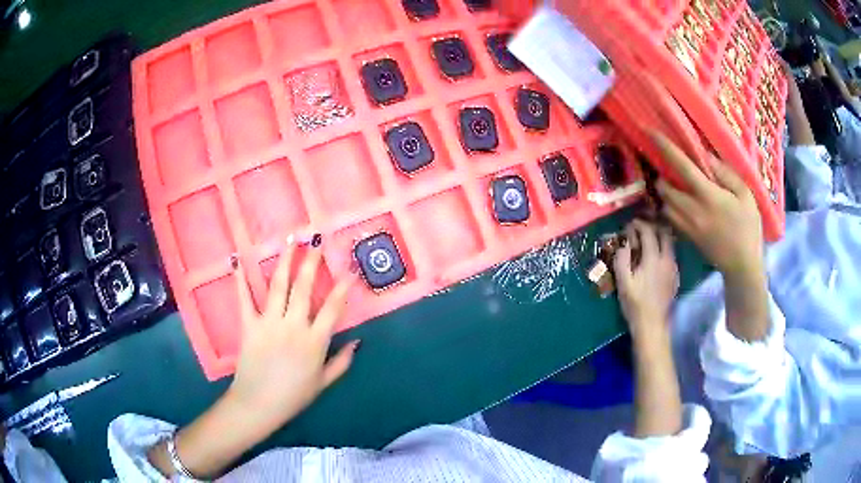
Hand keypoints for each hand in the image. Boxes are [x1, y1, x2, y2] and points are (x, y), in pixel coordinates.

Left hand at [228, 240, 358, 430]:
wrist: (259, 404)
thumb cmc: (293, 396)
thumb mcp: (323, 383)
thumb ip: (342, 362)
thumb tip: (357, 342)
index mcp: (314, 342)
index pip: (333, 309)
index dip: (343, 288)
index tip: (349, 270)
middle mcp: (293, 326)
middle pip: (304, 288)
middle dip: (311, 262)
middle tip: (315, 241)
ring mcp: (269, 323)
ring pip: (278, 286)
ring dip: (285, 261)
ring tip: (290, 240)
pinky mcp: (249, 326)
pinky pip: (244, 299)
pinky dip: (240, 279)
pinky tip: (238, 260)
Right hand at [613, 220, 678, 344]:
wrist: (653, 324)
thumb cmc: (635, 303)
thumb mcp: (623, 281)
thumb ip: (622, 258)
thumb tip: (623, 242)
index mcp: (653, 258)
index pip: (649, 231)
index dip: (639, 224)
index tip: (630, 224)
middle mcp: (667, 258)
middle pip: (664, 233)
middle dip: (653, 226)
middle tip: (642, 227)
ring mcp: (673, 267)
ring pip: (670, 243)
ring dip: (659, 237)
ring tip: (648, 241)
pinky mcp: (675, 276)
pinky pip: (671, 255)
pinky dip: (663, 249)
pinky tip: (655, 258)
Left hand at [653, 134, 764, 281]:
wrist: (742, 267)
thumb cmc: (748, 228)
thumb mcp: (745, 195)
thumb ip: (725, 174)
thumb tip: (705, 155)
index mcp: (707, 196)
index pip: (681, 166)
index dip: (665, 147)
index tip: (649, 132)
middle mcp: (691, 210)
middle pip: (664, 187)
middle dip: (662, 174)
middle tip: (670, 167)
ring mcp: (687, 226)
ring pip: (664, 204)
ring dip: (665, 192)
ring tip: (676, 185)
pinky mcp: (686, 238)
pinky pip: (670, 218)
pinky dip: (670, 207)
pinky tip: (682, 204)